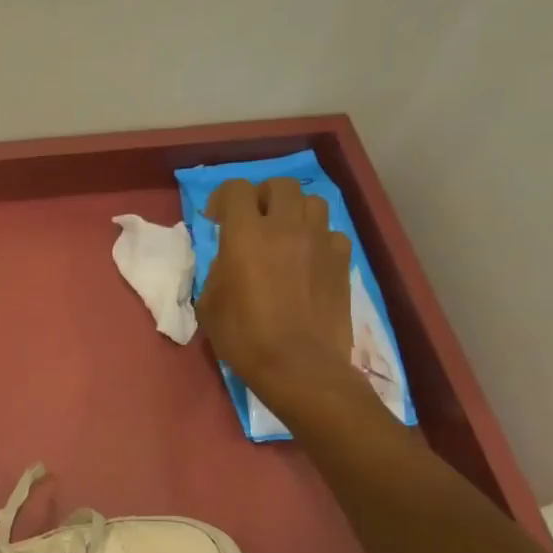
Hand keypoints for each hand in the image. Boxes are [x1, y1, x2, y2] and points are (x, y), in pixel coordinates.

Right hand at [197, 177, 362, 403]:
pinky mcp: (342, 262)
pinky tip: (310, 261)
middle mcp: (285, 228)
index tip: (216, 219)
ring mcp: (319, 242)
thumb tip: (228, 261)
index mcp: (246, 235)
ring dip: (295, 213)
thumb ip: (217, 271)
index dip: (222, 198)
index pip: (236, 189)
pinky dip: (319, 241)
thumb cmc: (245, 338)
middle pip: (279, 185)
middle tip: (254, 222)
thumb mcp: (210, 304)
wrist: (299, 367)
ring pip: (312, 203)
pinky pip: (332, 234)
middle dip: (262, 197)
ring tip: (286, 236)